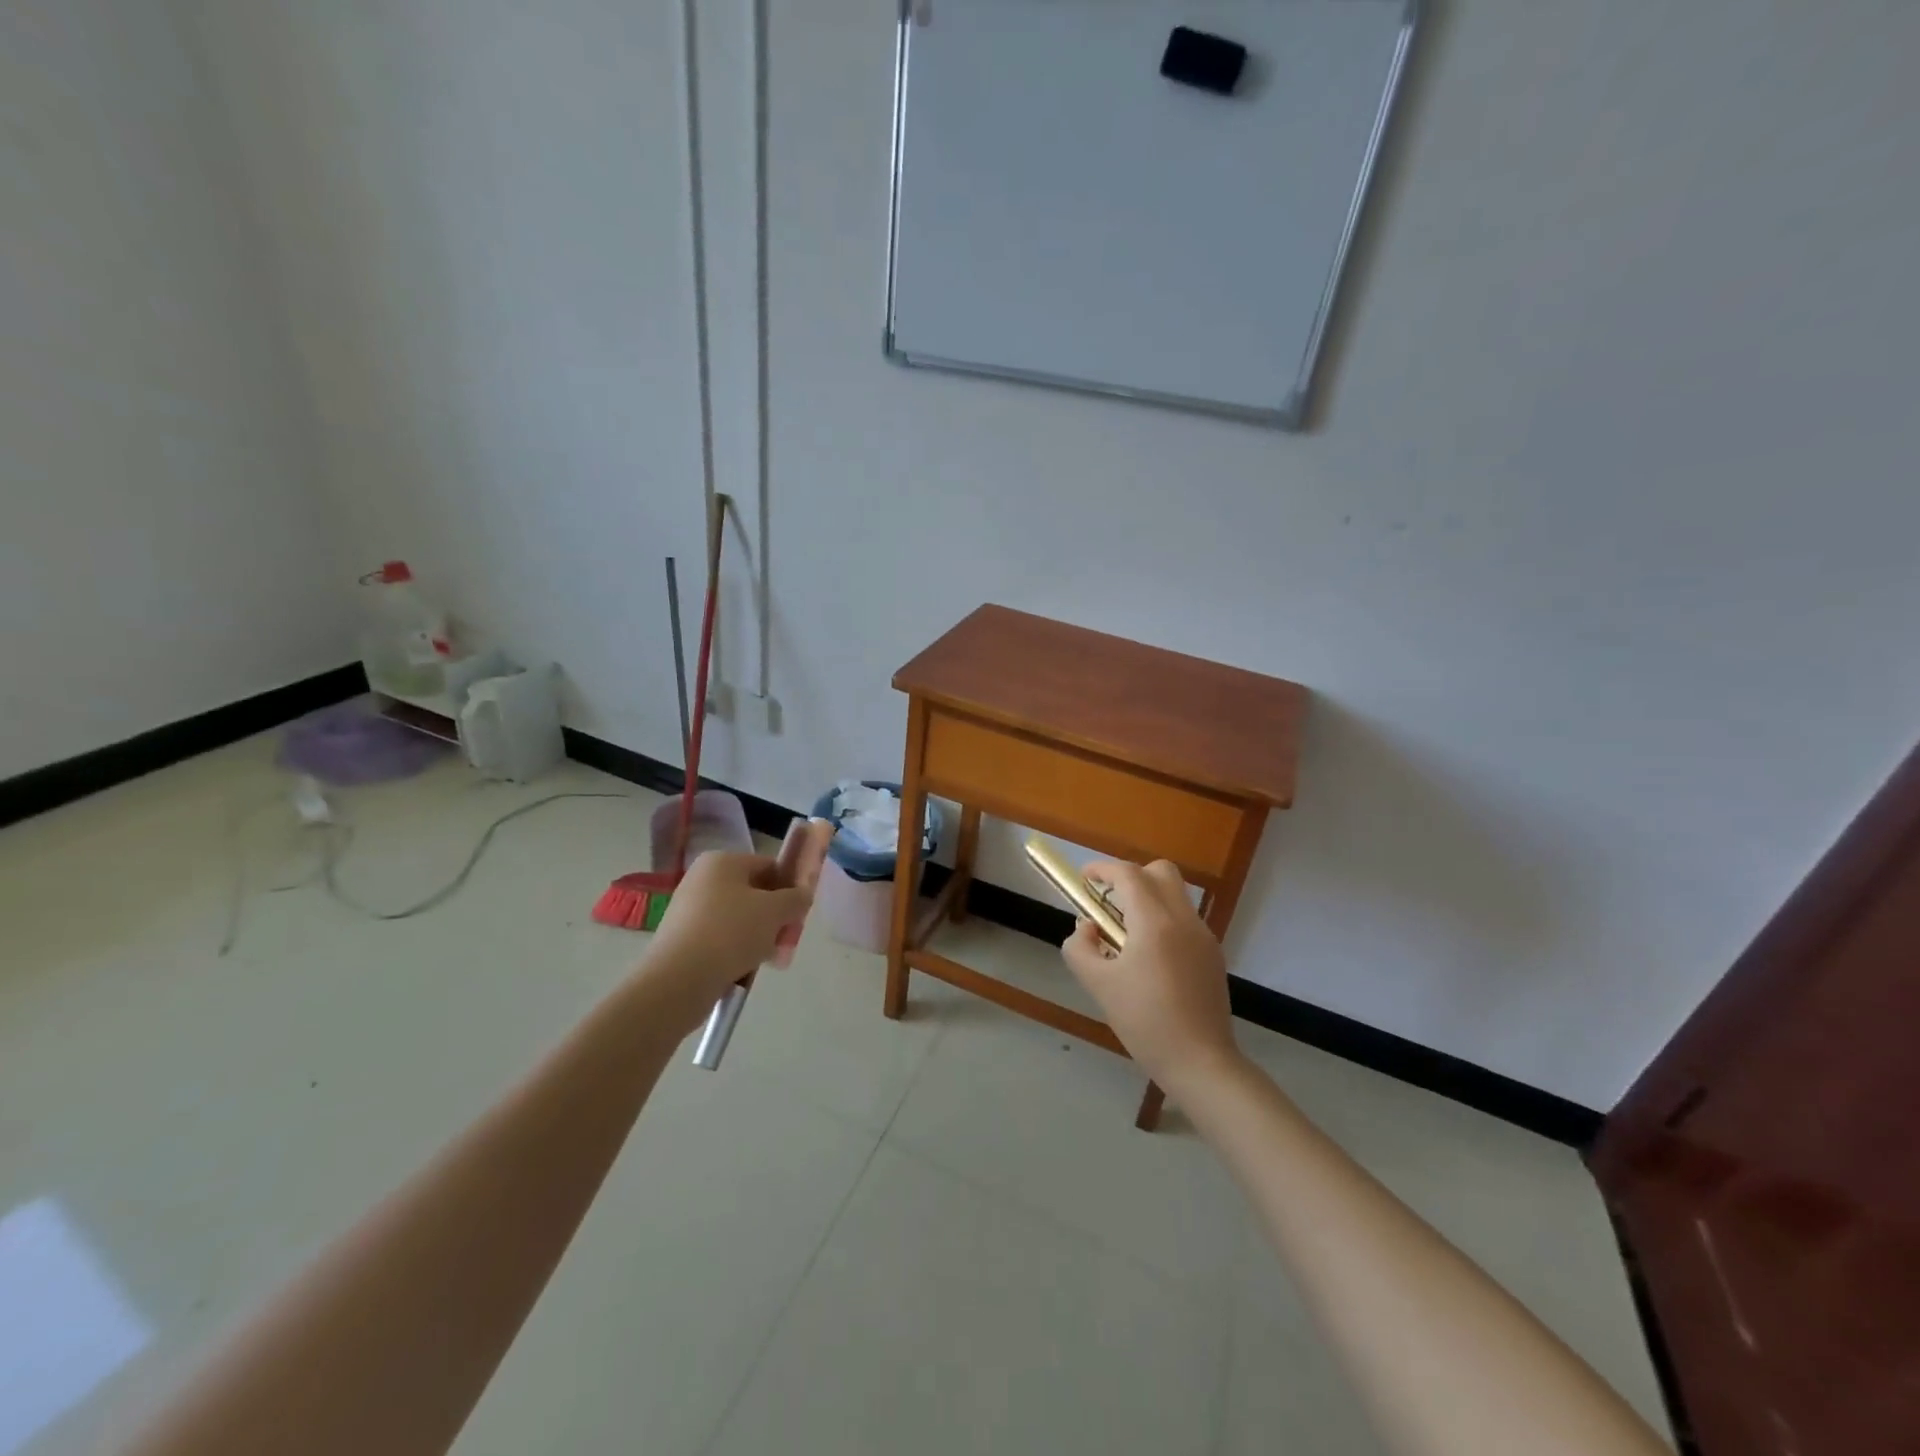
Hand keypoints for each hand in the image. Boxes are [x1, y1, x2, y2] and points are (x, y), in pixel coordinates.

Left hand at [640, 851, 812, 1017]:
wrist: (678, 980)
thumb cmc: (731, 933)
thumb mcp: (775, 911)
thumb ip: (796, 898)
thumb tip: (802, 896)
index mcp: (722, 861)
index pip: (769, 866)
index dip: (790, 887)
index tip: (800, 913)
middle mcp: (702, 879)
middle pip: (754, 894)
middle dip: (774, 917)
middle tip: (786, 940)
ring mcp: (689, 909)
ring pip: (739, 919)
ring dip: (759, 937)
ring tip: (768, 959)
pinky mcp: (682, 938)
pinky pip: (720, 938)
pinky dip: (736, 951)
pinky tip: (745, 969)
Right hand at [1060, 859, 1241, 1093]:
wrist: (1201, 1063)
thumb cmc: (1145, 1022)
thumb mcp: (1099, 985)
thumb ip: (1080, 948)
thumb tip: (1087, 929)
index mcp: (1155, 922)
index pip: (1128, 874)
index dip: (1102, 869)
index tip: (1084, 879)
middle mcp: (1184, 919)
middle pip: (1160, 871)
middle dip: (1131, 876)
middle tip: (1109, 901)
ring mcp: (1203, 936)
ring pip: (1175, 894)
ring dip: (1148, 897)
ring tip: (1125, 933)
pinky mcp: (1213, 955)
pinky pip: (1184, 919)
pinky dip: (1163, 919)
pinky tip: (1149, 957)